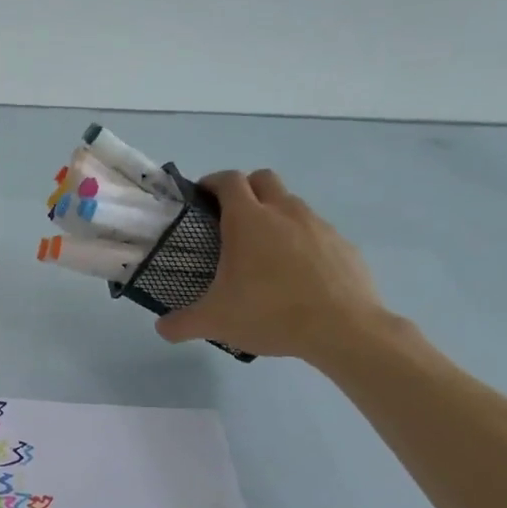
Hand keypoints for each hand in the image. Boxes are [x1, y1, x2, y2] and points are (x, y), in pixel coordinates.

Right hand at [156, 169, 388, 362]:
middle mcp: (284, 212)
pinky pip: (316, 231)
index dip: (212, 182)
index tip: (202, 197)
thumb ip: (182, 324)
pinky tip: (297, 273)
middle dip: (245, 189)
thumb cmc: (270, 313)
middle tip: (231, 218)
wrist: (343, 329)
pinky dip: (302, 240)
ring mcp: (318, 225)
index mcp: (248, 220)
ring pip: (292, 203)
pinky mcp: (343, 244)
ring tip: (264, 250)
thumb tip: (162, 328)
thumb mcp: (215, 322)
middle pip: (262, 178)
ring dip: (275, 213)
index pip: (228, 180)